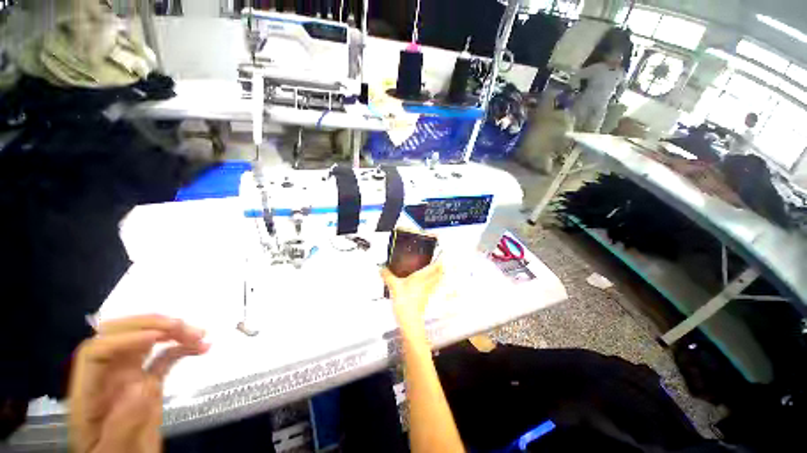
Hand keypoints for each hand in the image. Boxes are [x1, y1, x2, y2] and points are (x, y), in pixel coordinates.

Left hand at [68, 315, 209, 452]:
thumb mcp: (115, 450)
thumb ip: (123, 422)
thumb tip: (142, 385)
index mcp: (90, 392)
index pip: (98, 351)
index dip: (126, 338)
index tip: (158, 337)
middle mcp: (107, 378)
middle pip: (120, 336)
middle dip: (151, 324)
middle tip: (182, 326)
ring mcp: (128, 378)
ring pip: (147, 341)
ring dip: (173, 332)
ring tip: (200, 334)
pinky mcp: (148, 381)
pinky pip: (164, 357)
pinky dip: (183, 347)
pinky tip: (201, 347)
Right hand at [381, 260, 443, 337]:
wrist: (410, 321)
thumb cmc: (406, 305)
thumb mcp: (394, 287)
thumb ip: (387, 276)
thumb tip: (382, 269)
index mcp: (422, 277)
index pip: (437, 266)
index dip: (441, 258)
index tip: (443, 252)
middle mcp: (428, 283)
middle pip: (440, 272)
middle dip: (441, 264)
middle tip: (440, 258)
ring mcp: (428, 290)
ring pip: (438, 279)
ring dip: (439, 272)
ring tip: (437, 267)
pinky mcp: (426, 296)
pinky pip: (433, 285)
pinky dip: (433, 280)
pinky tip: (428, 281)